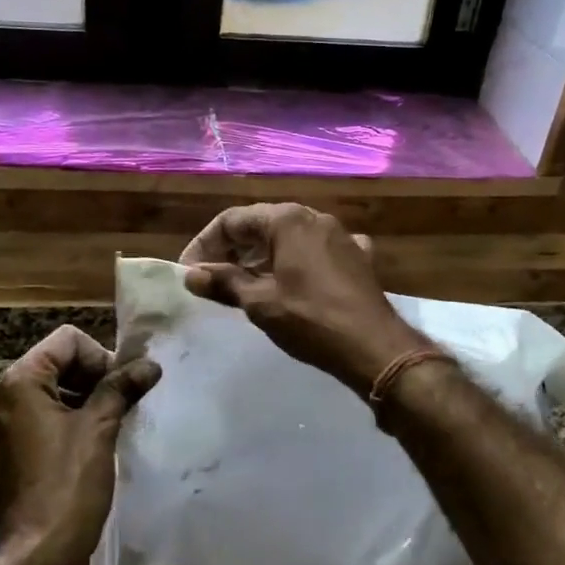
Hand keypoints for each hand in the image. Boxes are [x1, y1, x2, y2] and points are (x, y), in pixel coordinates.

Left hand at [0, 326, 159, 564]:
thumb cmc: (69, 484)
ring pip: (47, 392)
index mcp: (19, 383)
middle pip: (55, 363)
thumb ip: (121, 387)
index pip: (66, 341)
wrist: (38, 554)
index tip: (120, 387)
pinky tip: (87, 445)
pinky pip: (36, 419)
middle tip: (120, 404)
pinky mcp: (1, 453)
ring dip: (80, 399)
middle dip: (91, 377)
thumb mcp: (100, 428)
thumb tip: (149, 365)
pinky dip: (63, 421)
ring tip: (108, 425)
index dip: (100, 357)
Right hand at [180, 203, 425, 393]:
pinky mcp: (357, 257)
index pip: (232, 220)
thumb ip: (224, 283)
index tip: (189, 272)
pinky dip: (295, 263)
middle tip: (210, 279)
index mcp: (288, 220)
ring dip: (261, 257)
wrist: (375, 347)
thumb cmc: (311, 320)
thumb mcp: (260, 303)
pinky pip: (315, 252)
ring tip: (242, 284)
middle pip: (261, 225)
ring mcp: (340, 236)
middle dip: (231, 250)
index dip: (205, 244)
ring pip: (289, 238)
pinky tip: (290, 283)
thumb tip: (191, 275)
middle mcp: (314, 217)